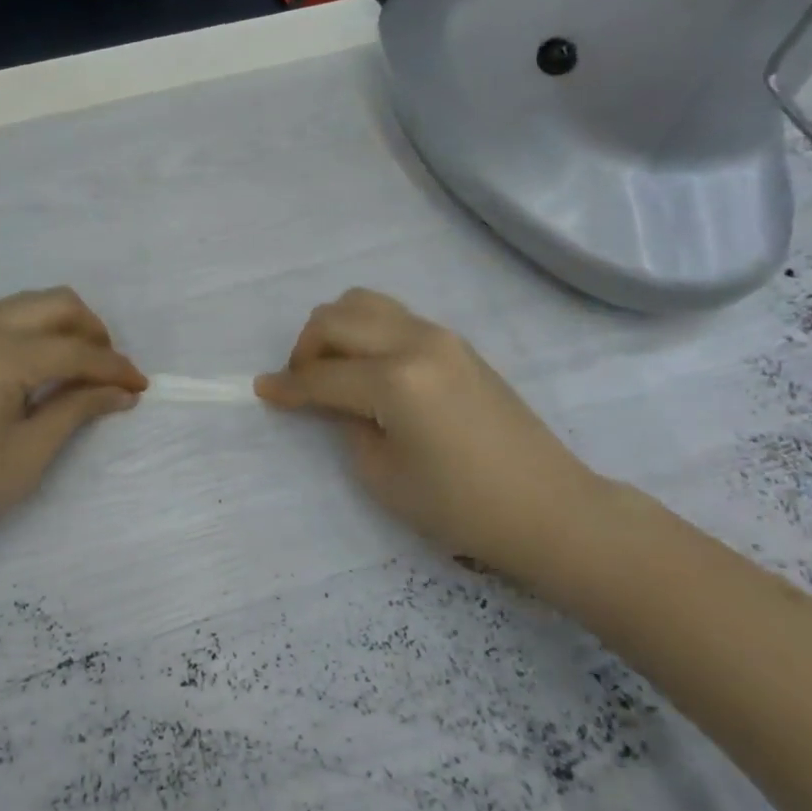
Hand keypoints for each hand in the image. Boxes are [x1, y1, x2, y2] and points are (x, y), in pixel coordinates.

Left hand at [0, 289, 145, 578]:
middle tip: (111, 374)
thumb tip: (120, 391)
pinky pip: (4, 323)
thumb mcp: (27, 456)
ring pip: (27, 307)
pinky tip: (44, 373)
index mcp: (1, 353)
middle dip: (92, 332)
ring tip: (82, 373)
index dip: (115, 369)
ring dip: (63, 329)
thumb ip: (75, 411)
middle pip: (54, 304)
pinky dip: (35, 336)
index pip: (75, 351)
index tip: (143, 387)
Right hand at [255, 289, 608, 578]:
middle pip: (336, 319)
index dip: (286, 386)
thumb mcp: (382, 474)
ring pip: (365, 303)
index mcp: (395, 380)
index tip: (262, 390)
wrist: (549, 507)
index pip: (322, 376)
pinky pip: (394, 317)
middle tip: (301, 383)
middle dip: (306, 348)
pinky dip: (366, 332)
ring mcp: (441, 336)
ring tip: (334, 370)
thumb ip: (346, 423)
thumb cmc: (460, 506)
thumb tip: (334, 400)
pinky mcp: (457, 343)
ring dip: (336, 330)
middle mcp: (416, 342)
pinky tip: (368, 369)